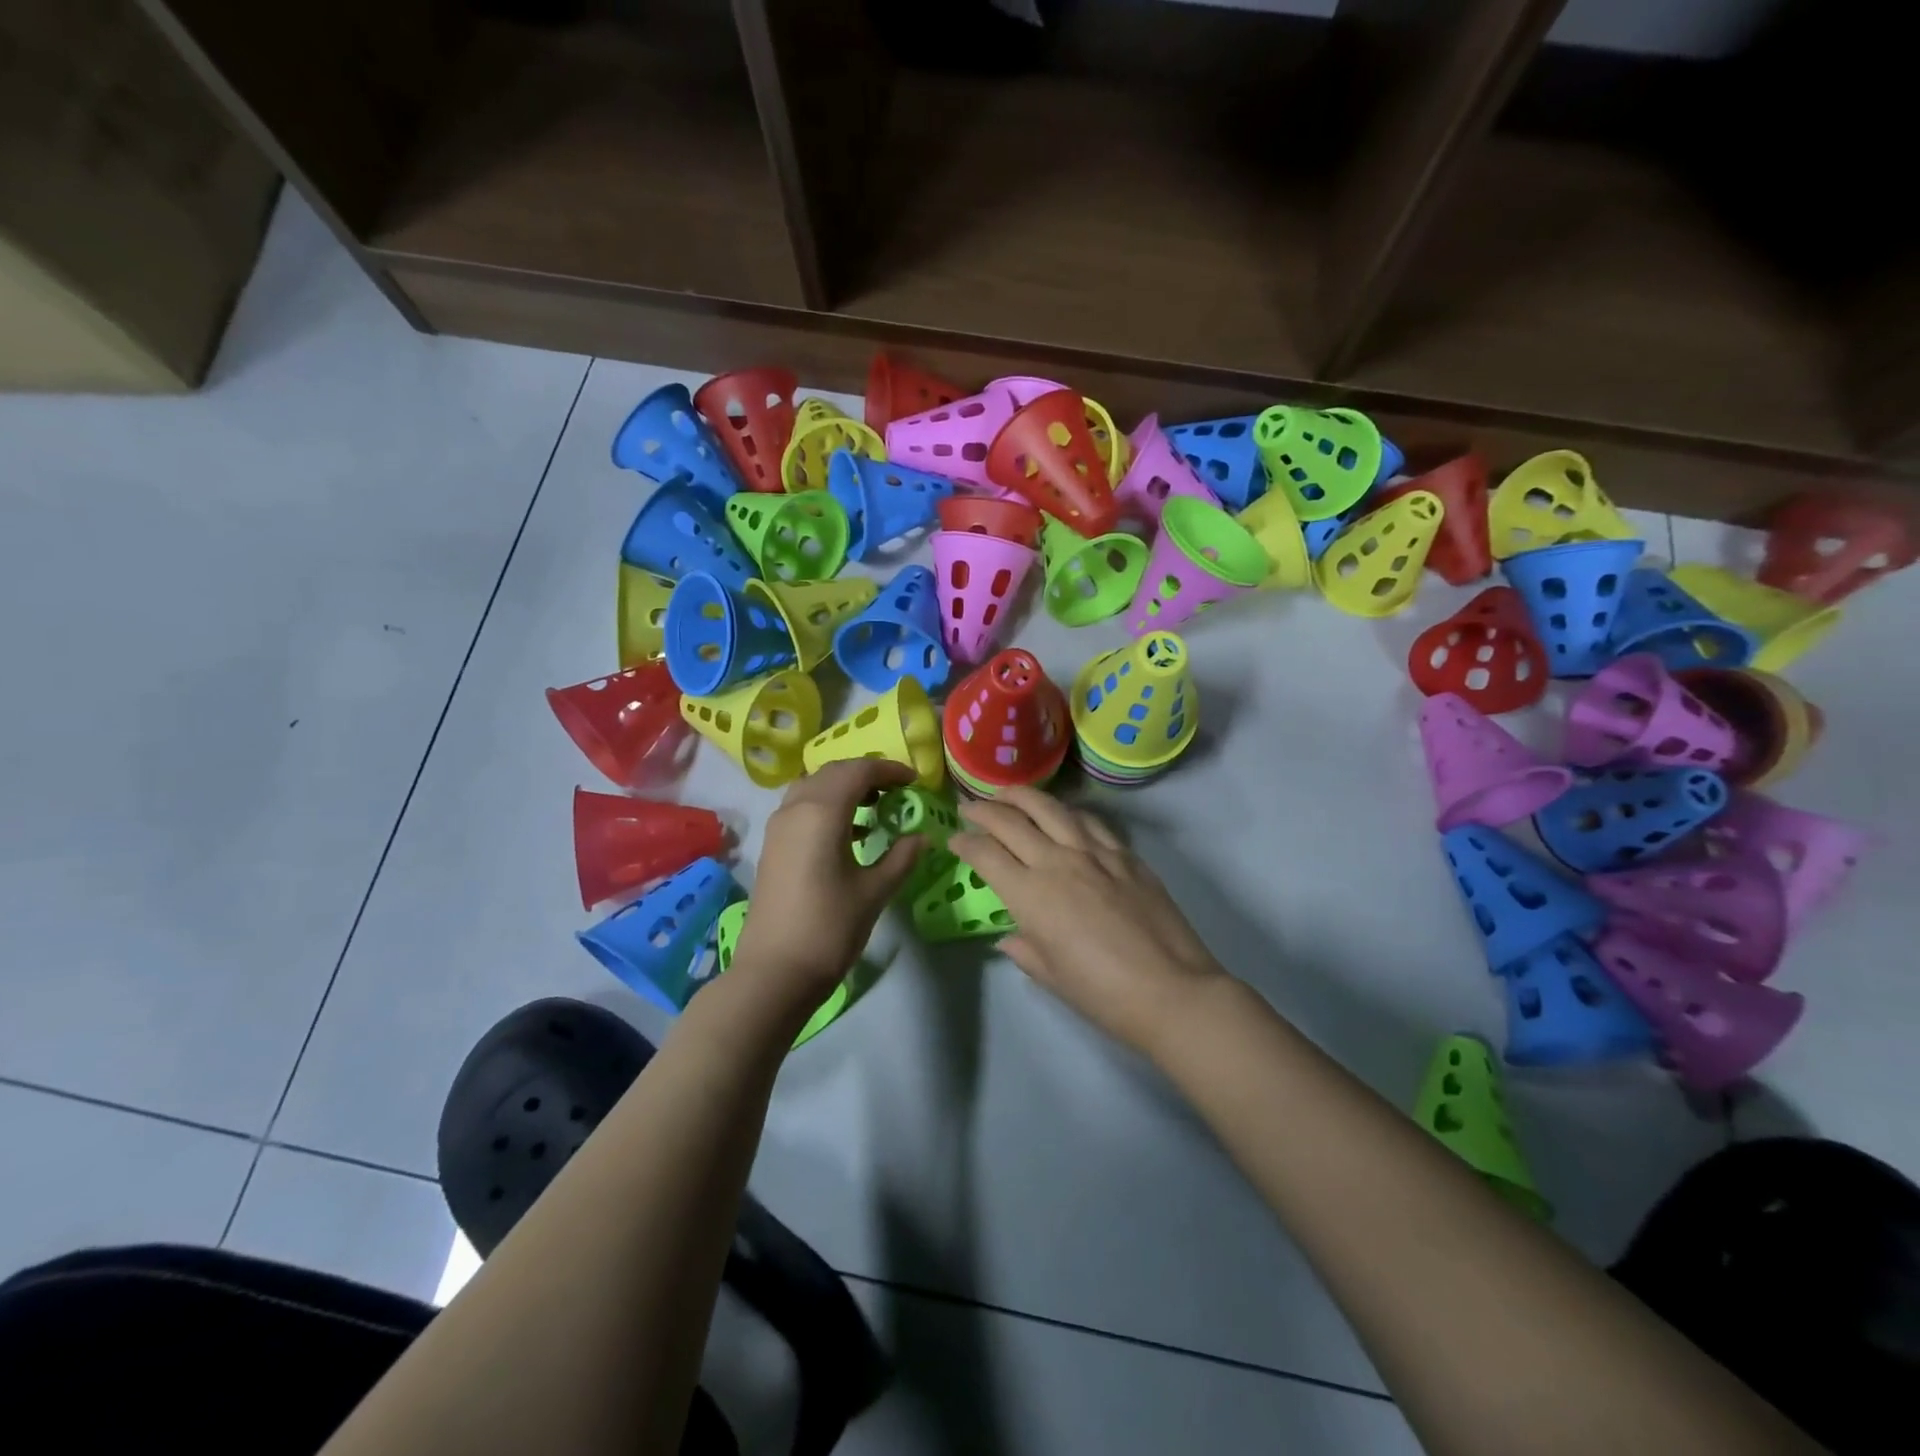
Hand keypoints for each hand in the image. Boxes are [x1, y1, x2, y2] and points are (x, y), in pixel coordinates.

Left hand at [732, 759, 924, 1013]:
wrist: (774, 972)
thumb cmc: (830, 928)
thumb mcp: (875, 891)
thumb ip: (901, 857)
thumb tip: (922, 836)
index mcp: (822, 812)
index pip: (859, 771)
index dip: (889, 770)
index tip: (914, 781)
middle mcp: (796, 808)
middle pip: (833, 772)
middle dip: (867, 774)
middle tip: (897, 790)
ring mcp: (778, 826)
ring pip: (814, 786)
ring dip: (844, 787)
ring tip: (874, 807)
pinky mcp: (772, 845)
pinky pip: (801, 807)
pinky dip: (827, 805)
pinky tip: (849, 832)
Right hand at [951, 787, 1227, 1056]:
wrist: (1171, 990)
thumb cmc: (1103, 994)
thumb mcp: (1051, 976)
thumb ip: (1024, 949)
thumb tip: (1009, 937)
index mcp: (1031, 895)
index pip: (986, 855)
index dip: (964, 842)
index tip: (954, 839)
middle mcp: (1058, 862)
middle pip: (1012, 821)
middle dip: (983, 810)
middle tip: (969, 806)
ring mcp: (1095, 853)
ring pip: (1051, 808)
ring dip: (1023, 796)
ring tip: (1008, 794)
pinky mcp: (1126, 854)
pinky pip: (1090, 821)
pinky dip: (1068, 811)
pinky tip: (1063, 813)